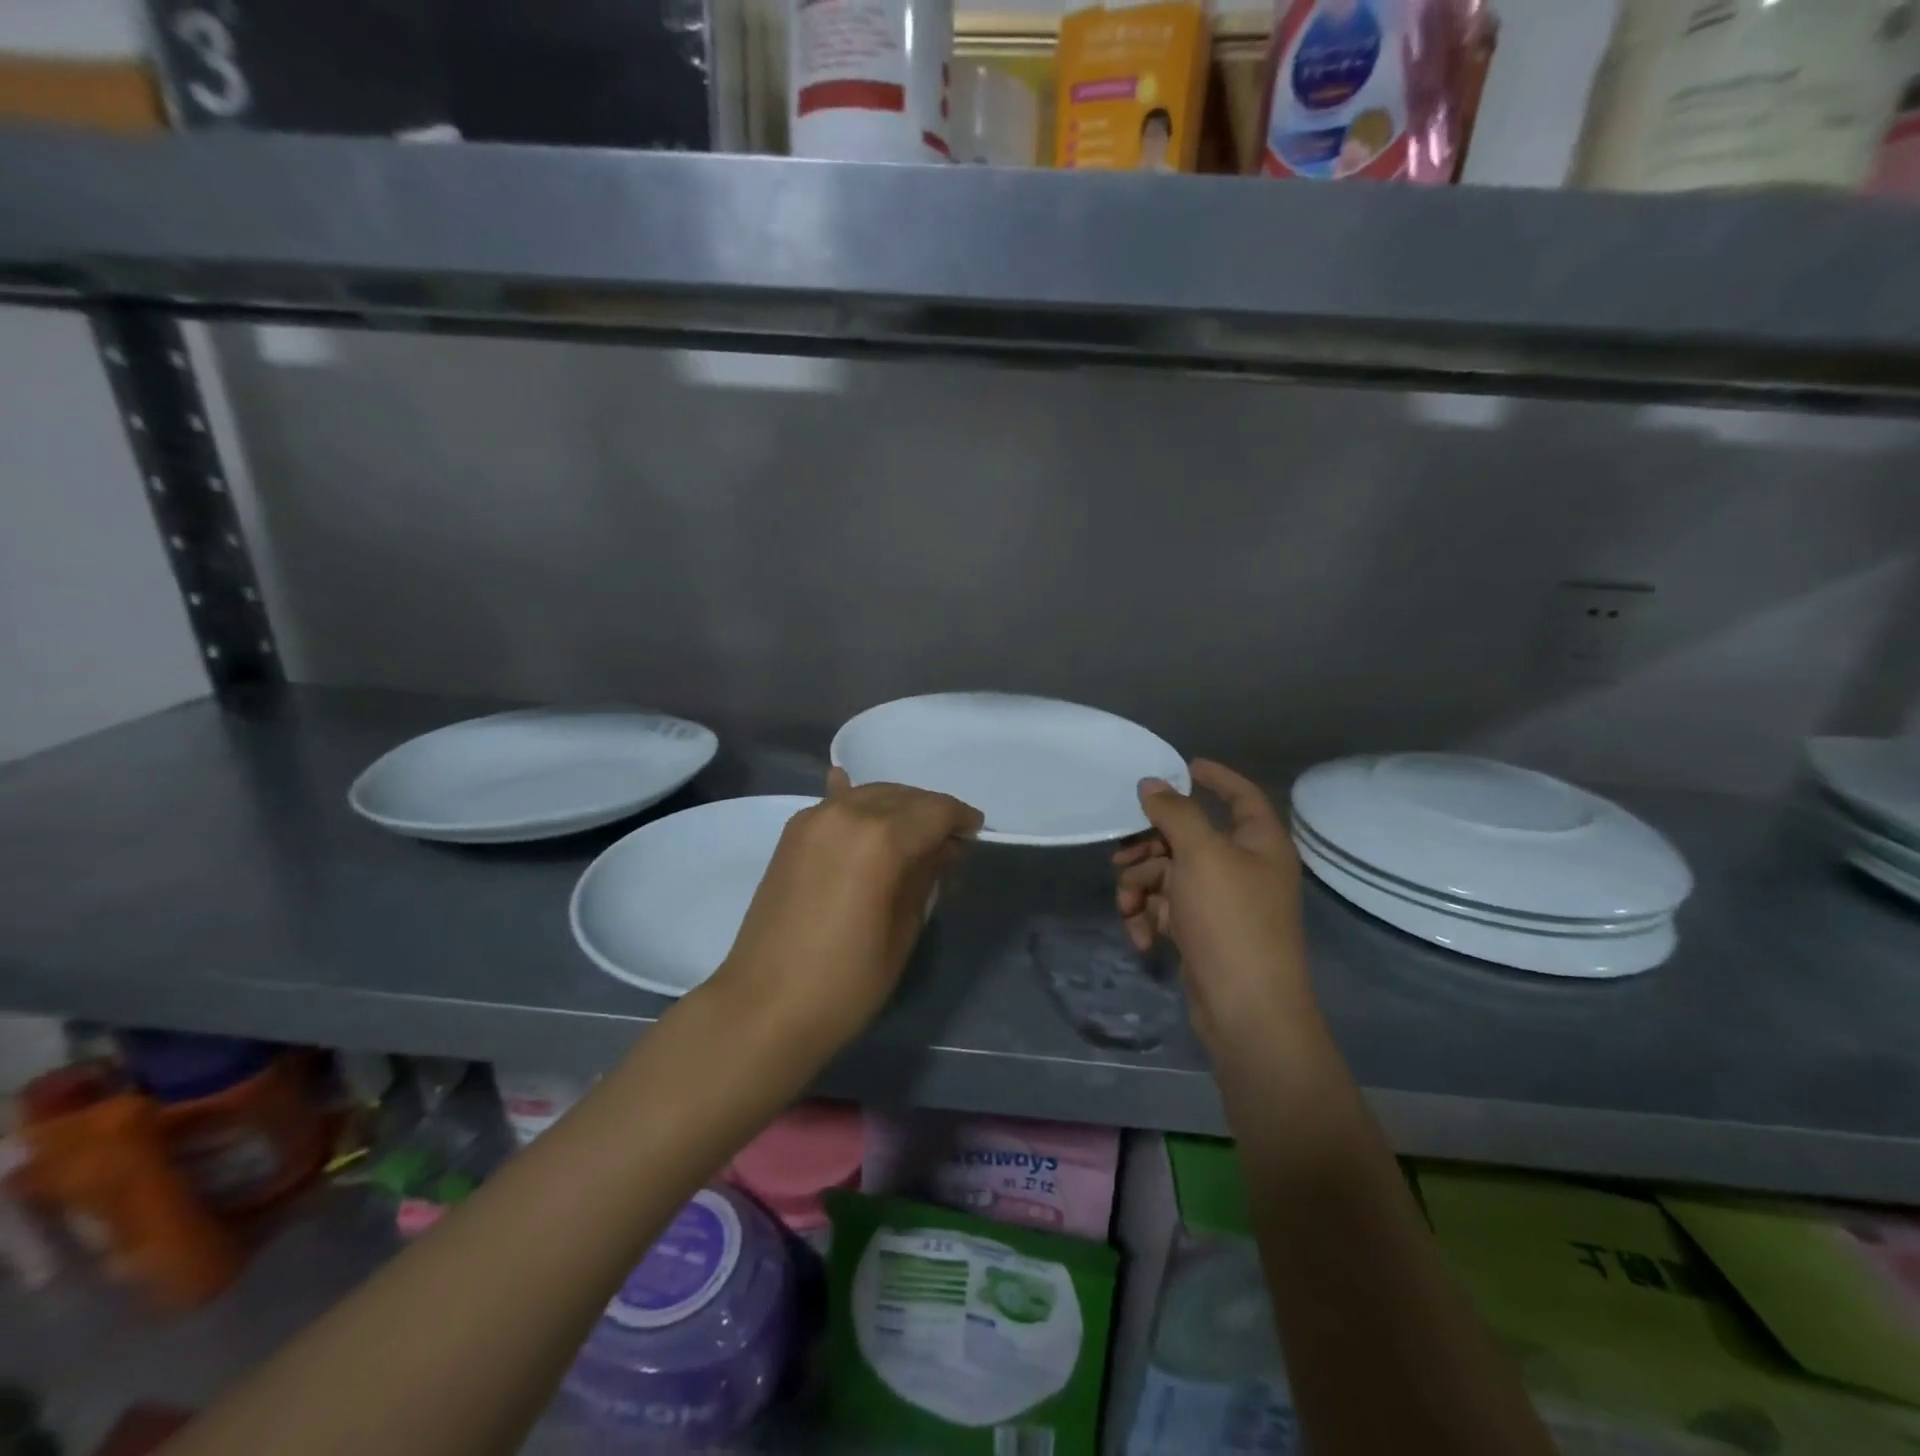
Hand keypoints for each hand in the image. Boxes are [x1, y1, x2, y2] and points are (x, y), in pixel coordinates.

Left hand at [705, 768, 982, 1055]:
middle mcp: (847, 814)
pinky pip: (835, 803)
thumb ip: (926, 877)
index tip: (975, 833)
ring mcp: (813, 819)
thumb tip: (944, 847)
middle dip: (930, 812)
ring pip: (870, 794)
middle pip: (903, 796)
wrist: (763, 1007)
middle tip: (948, 841)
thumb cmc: (845, 982)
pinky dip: (855, 802)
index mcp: (880, 839)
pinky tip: (854, 790)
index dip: (960, 818)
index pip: (935, 810)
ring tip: (912, 835)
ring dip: (897, 807)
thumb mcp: (903, 931)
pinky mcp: (792, 834)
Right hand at [1113, 760, 1312, 1052]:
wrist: (1245, 1010)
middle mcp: (1243, 867)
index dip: (1215, 777)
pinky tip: (1141, 935)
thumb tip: (1151, 783)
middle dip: (1150, 847)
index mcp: (1259, 843)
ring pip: (1169, 874)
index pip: (1241, 795)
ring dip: (1142, 886)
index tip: (1183, 766)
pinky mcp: (1202, 932)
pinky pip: (1167, 908)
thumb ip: (1174, 813)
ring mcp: (1222, 902)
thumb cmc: (1231, 921)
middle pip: (1188, 837)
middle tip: (1121, 856)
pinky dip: (1149, 916)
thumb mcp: (1201, 855)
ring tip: (1128, 905)